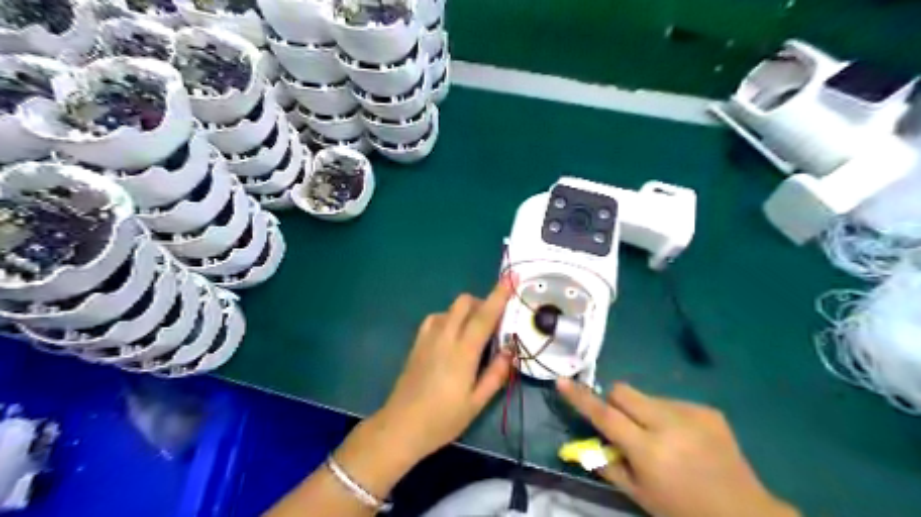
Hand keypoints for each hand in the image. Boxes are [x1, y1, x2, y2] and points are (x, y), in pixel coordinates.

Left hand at [376, 280, 516, 461]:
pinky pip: (436, 318)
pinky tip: (452, 337)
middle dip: (482, 302)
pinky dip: (449, 318)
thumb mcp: (476, 403)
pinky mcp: (417, 342)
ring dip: (466, 311)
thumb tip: (510, 350)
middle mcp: (445, 337)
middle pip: (464, 302)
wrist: (400, 427)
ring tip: (473, 332)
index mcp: (463, 352)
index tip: (511, 276)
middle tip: (493, 323)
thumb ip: (496, 374)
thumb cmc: (443, 420)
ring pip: (450, 308)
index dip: (500, 294)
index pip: (485, 315)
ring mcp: (427, 337)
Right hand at [554, 379, 800, 515]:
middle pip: (624, 391)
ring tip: (662, 439)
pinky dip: (667, 416)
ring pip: (647, 396)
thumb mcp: (639, 495)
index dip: (581, 398)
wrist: (744, 513)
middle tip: (623, 426)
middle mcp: (668, 424)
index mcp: (649, 450)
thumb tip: (583, 444)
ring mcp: (691, 413)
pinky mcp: (707, 409)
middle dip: (615, 403)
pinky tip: (684, 439)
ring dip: (643, 412)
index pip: (605, 416)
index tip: (562, 382)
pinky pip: (671, 402)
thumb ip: (608, 465)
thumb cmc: (683, 511)